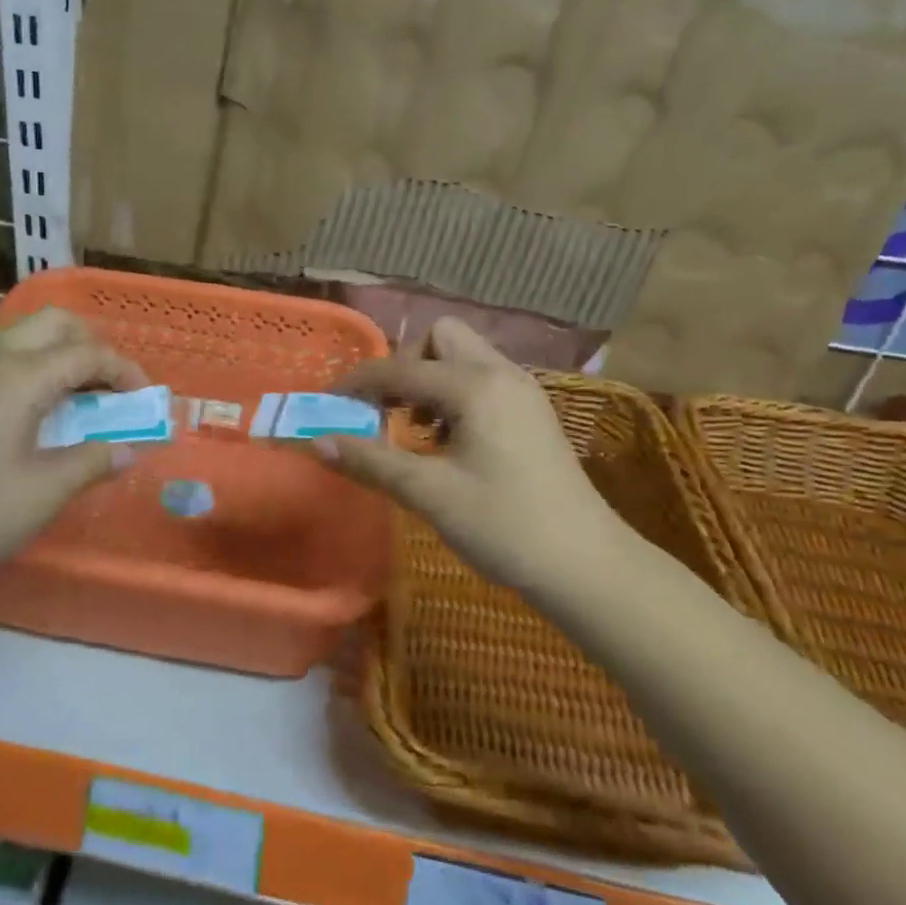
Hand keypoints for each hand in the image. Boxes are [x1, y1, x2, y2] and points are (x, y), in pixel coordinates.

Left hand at [0, 307, 147, 599]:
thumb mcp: (41, 494)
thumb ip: (92, 461)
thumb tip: (128, 449)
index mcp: (19, 375)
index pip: (88, 352)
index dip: (126, 371)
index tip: (147, 402)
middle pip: (54, 324)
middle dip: (94, 347)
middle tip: (113, 390)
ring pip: (24, 337)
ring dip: (61, 355)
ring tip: (82, 400)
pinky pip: (1, 360)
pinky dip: (33, 370)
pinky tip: (36, 414)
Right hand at [323, 318, 622, 592]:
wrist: (588, 567)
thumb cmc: (506, 527)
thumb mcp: (430, 493)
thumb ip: (371, 461)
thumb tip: (317, 442)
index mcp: (476, 386)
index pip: (400, 368)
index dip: (357, 383)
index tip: (328, 403)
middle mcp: (501, 374)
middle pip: (440, 336)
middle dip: (405, 364)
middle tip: (387, 409)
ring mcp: (522, 391)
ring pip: (463, 356)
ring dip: (429, 380)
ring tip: (414, 428)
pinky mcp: (531, 412)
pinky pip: (481, 380)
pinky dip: (453, 394)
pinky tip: (447, 440)